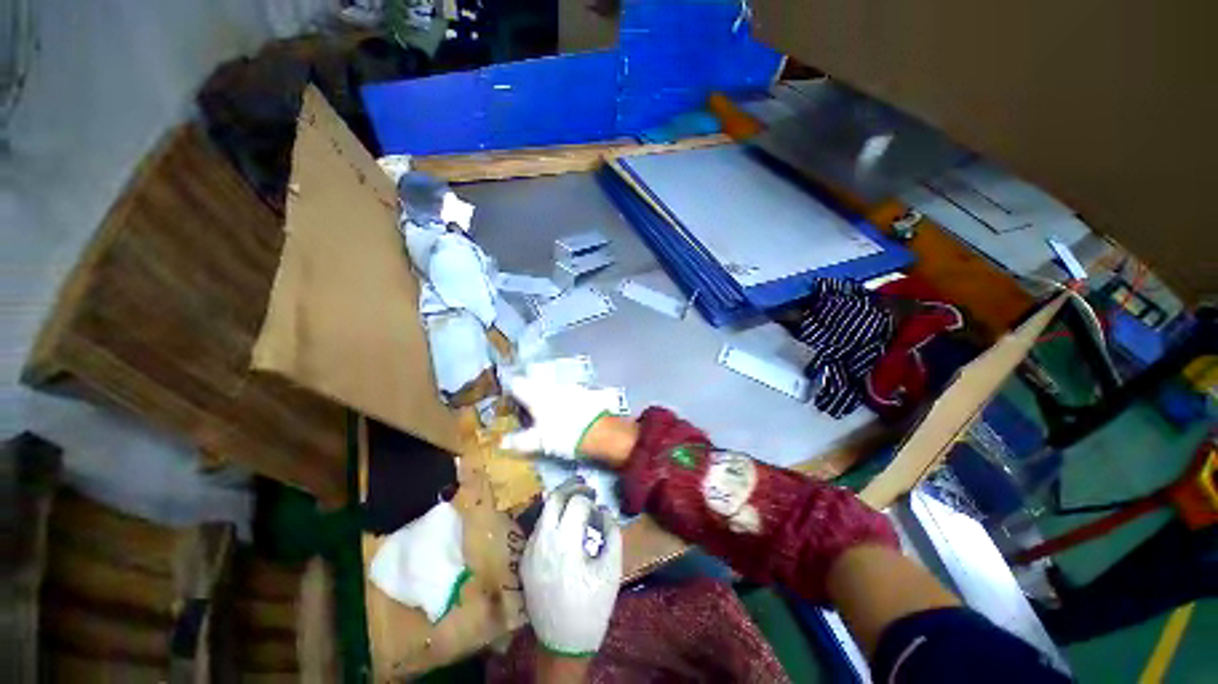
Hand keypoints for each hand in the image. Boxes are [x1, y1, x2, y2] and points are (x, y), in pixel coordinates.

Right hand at [500, 374, 620, 458]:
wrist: (601, 430)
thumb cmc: (564, 434)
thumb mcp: (539, 442)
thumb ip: (520, 441)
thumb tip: (503, 442)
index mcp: (536, 395)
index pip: (517, 384)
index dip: (511, 389)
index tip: (509, 399)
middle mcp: (551, 386)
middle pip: (535, 382)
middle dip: (529, 390)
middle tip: (526, 405)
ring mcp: (569, 386)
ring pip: (551, 386)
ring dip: (547, 393)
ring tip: (546, 410)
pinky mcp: (584, 391)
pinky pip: (567, 392)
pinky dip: (563, 398)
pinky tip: (565, 410)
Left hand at [521, 481, 621, 656]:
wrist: (562, 643)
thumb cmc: (592, 607)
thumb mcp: (611, 570)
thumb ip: (612, 534)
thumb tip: (605, 511)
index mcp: (565, 543)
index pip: (576, 502)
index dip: (590, 498)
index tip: (598, 503)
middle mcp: (543, 541)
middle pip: (554, 498)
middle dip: (572, 487)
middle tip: (587, 488)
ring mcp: (529, 550)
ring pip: (543, 511)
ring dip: (560, 501)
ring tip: (576, 501)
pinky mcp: (524, 560)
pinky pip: (537, 528)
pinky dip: (551, 518)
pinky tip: (563, 525)